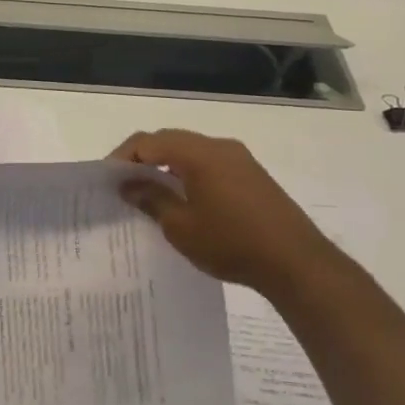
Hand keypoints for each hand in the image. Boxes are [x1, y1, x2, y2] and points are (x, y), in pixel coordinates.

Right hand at [111, 129, 344, 299]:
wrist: (296, 263)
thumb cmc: (231, 243)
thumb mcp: (181, 226)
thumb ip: (151, 199)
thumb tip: (128, 183)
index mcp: (198, 153)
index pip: (148, 141)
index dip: (123, 157)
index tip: (107, 180)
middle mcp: (219, 146)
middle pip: (169, 141)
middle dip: (143, 159)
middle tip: (124, 185)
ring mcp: (239, 159)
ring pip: (190, 152)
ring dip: (166, 166)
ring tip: (150, 194)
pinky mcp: (252, 175)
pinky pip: (209, 163)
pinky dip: (188, 174)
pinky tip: (183, 200)